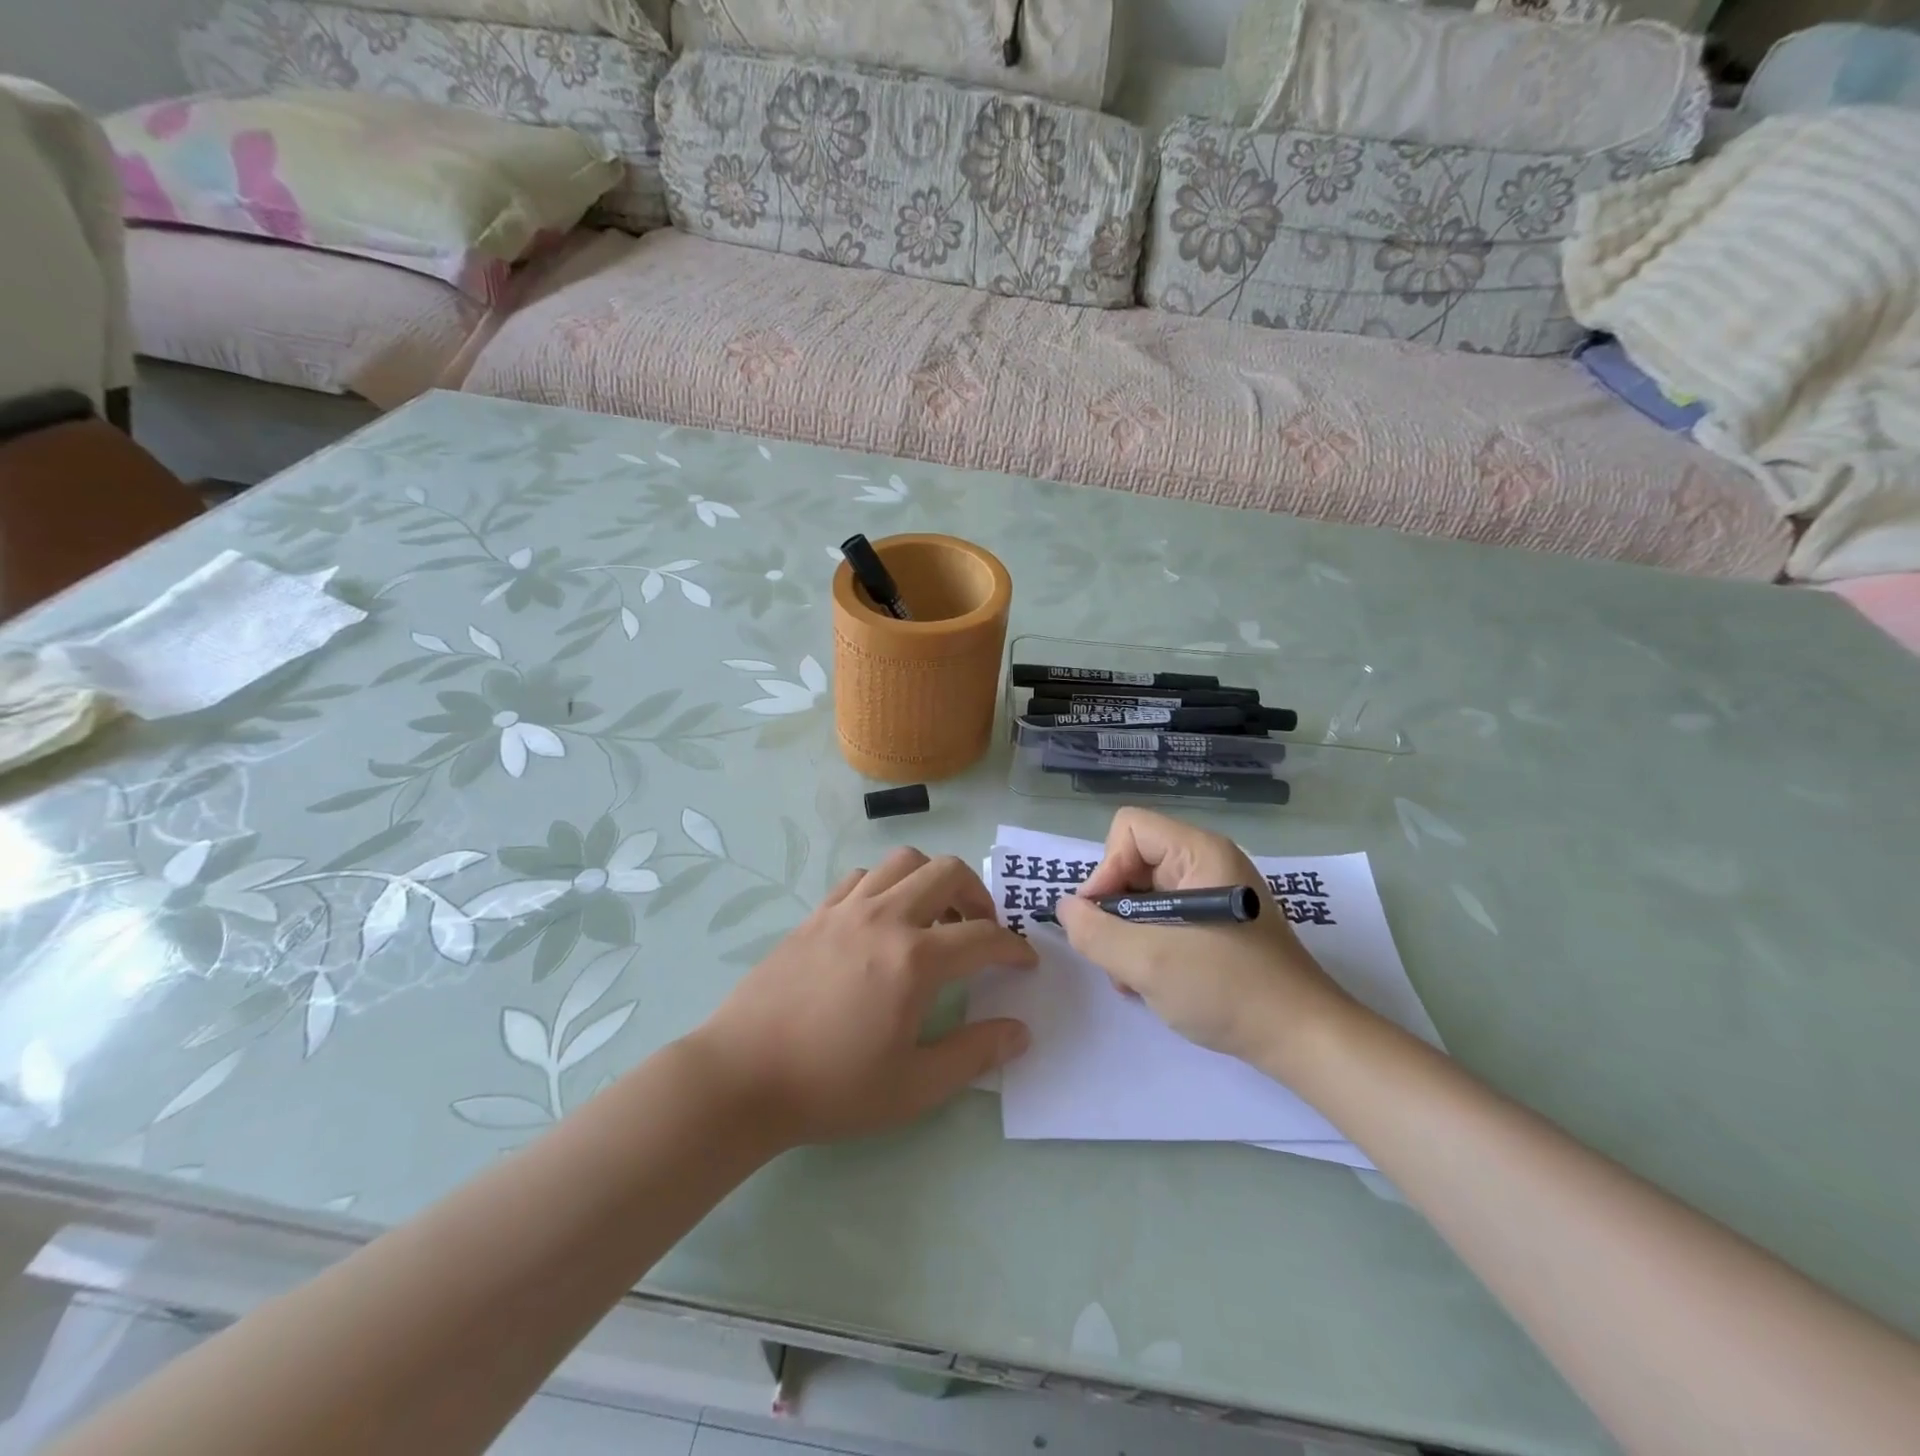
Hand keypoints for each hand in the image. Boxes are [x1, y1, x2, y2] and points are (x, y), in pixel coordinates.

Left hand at [688, 849, 1036, 1147]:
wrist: (743, 1076)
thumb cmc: (833, 1087)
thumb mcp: (915, 1087)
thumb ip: (974, 1054)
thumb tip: (1020, 1032)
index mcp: (915, 959)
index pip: (984, 937)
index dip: (1014, 948)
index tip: (1025, 962)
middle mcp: (885, 918)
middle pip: (947, 872)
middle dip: (978, 894)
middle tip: (981, 928)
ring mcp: (846, 909)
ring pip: (902, 861)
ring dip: (931, 879)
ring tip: (934, 916)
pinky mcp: (816, 914)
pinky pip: (861, 877)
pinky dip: (886, 885)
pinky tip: (882, 920)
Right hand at [1055, 808, 1353, 1072]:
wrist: (1304, 1041)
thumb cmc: (1229, 989)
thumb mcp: (1149, 962)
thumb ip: (1095, 932)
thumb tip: (1065, 910)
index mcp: (1200, 852)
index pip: (1129, 829)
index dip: (1107, 869)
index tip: (1104, 918)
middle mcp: (1207, 864)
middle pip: (1132, 862)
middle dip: (1114, 910)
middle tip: (1115, 956)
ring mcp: (1213, 896)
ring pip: (1143, 896)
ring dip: (1126, 935)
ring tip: (1133, 978)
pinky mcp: (1216, 926)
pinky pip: (1163, 919)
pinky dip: (1147, 947)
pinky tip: (1150, 983)